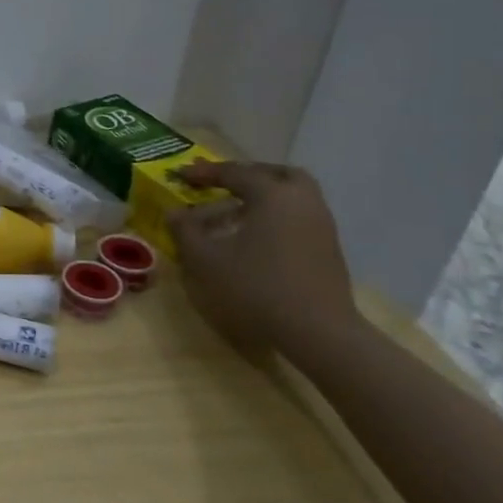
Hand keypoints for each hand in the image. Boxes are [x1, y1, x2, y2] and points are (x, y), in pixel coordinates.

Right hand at [168, 160, 357, 354]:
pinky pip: (300, 216)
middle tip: (222, 185)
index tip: (179, 175)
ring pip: (293, 195)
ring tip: (236, 211)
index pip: (235, 172)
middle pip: (277, 174)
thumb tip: (174, 212)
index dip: (203, 172)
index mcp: (273, 195)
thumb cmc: (256, 286)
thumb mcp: (206, 258)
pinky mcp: (329, 248)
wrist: (318, 331)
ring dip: (265, 196)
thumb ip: (185, 230)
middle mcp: (302, 201)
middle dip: (247, 175)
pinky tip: (257, 236)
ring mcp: (322, 225)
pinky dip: (277, 215)